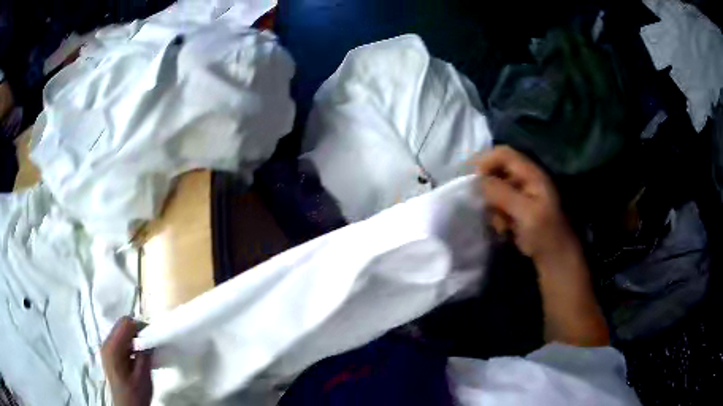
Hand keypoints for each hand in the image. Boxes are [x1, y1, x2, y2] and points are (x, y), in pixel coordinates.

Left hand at [101, 317, 152, 405]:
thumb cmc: (135, 394)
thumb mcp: (143, 376)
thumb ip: (145, 355)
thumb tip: (150, 339)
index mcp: (113, 347)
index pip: (125, 323)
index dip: (140, 326)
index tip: (153, 335)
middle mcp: (106, 343)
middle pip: (122, 325)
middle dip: (137, 331)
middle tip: (150, 343)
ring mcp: (106, 347)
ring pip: (121, 331)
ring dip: (134, 337)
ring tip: (145, 350)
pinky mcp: (109, 353)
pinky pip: (120, 339)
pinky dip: (130, 343)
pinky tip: (137, 355)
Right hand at [475, 146, 608, 346]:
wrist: (554, 258)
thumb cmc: (545, 233)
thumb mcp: (525, 212)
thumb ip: (502, 193)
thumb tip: (477, 181)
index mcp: (531, 174)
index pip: (503, 154)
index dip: (485, 162)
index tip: (472, 181)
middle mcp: (525, 179)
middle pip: (496, 171)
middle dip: (489, 190)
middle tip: (488, 209)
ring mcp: (521, 194)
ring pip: (494, 190)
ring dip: (493, 207)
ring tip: (501, 226)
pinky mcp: (516, 209)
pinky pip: (498, 205)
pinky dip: (497, 217)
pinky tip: (504, 230)